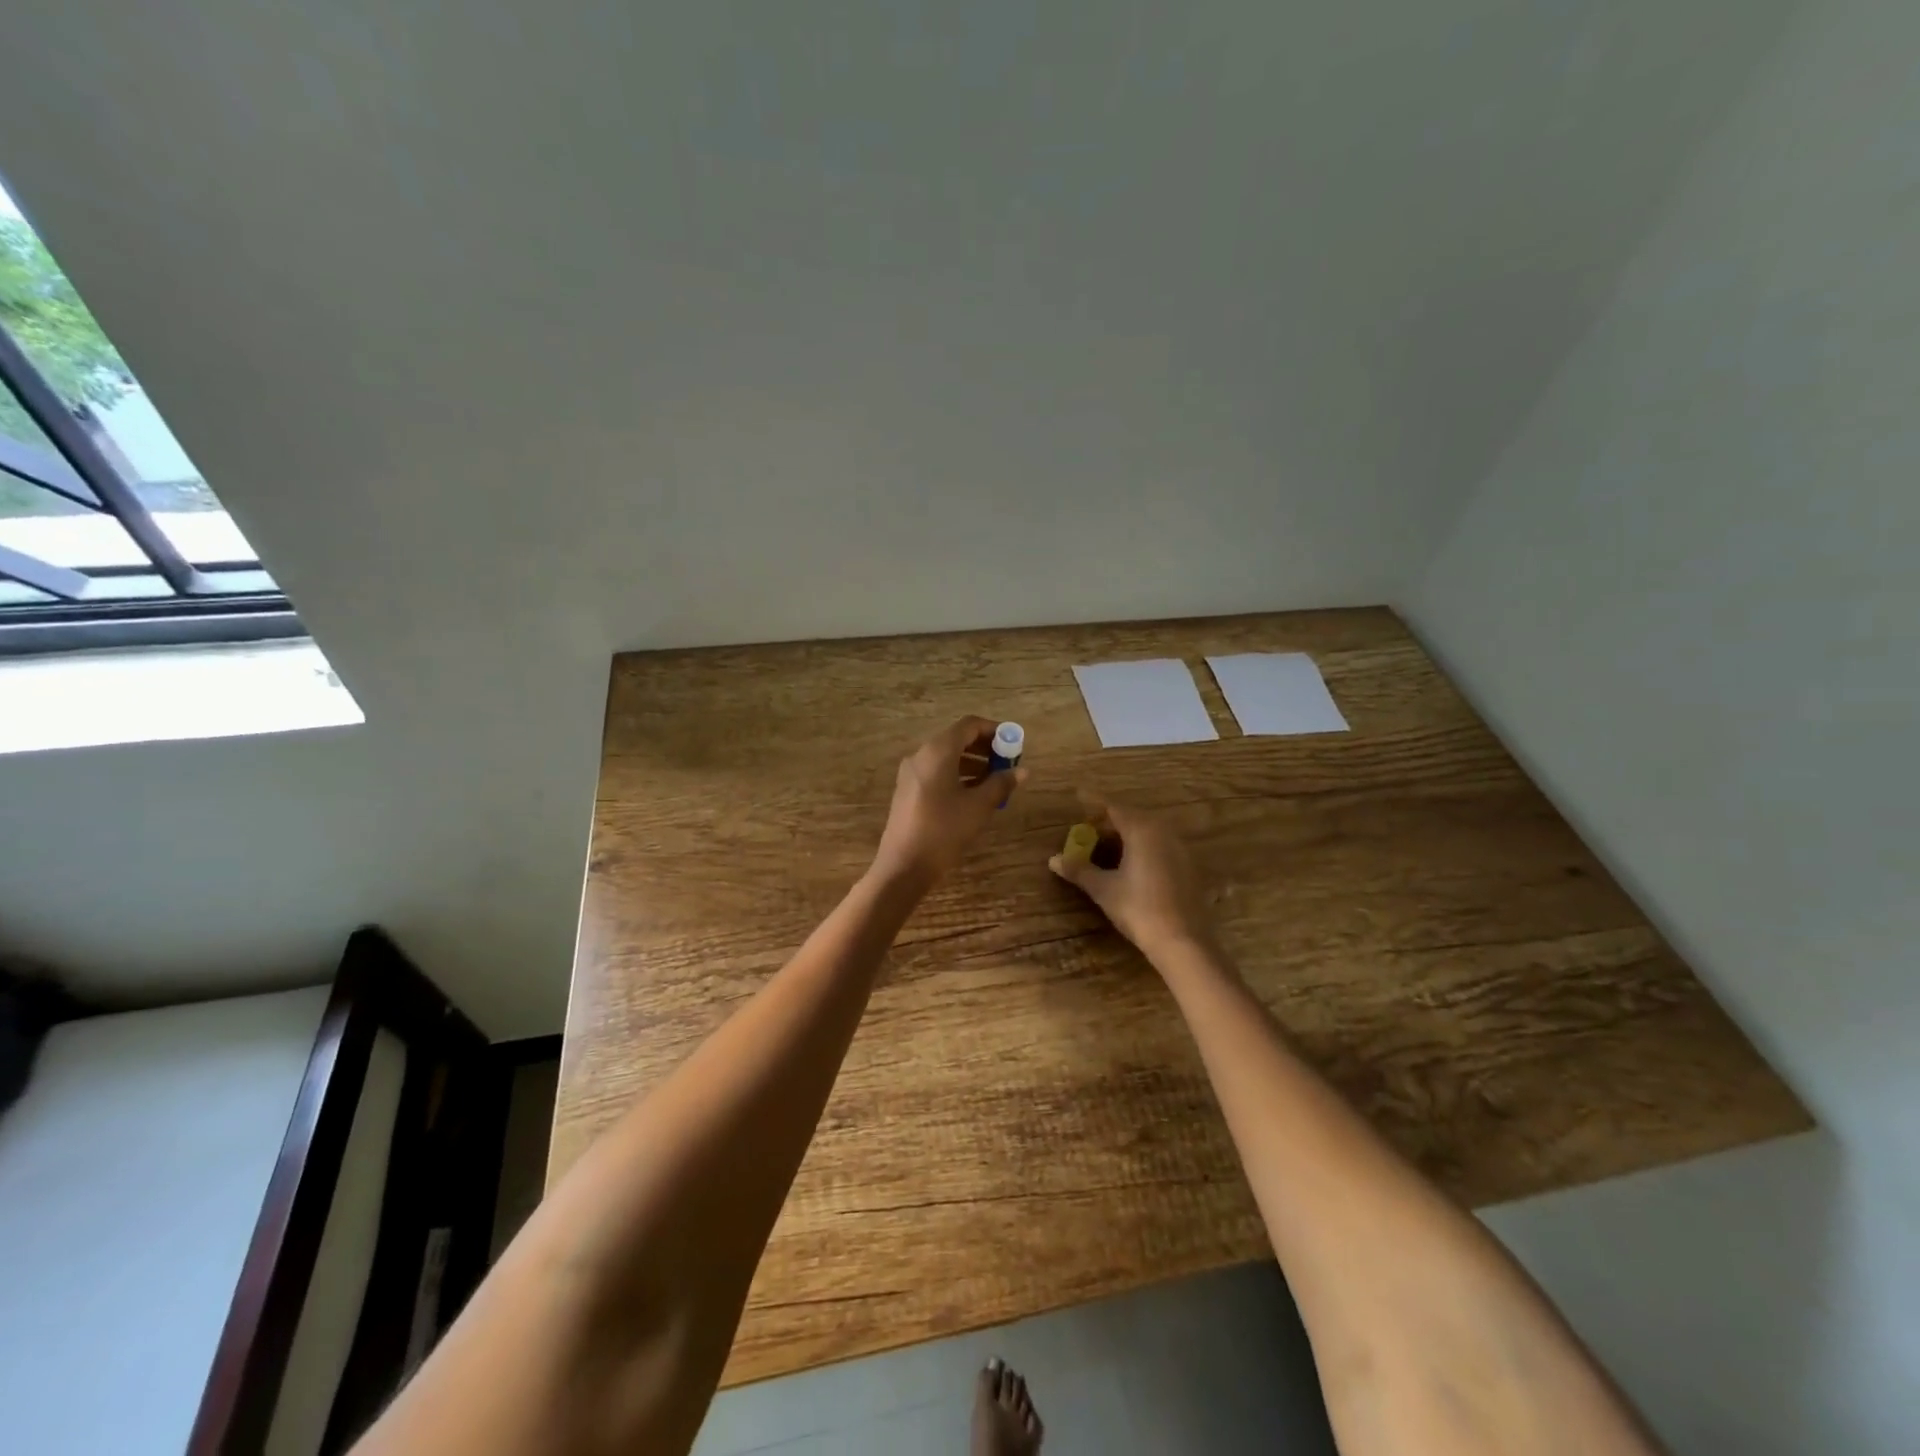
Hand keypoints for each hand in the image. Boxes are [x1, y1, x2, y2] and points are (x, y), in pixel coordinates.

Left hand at [870, 717, 1026, 892]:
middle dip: (985, 748)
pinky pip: (936, 772)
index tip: (1013, 744)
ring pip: (946, 757)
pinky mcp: (908, 790)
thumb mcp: (978, 807)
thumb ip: (1001, 784)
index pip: (969, 725)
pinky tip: (973, 794)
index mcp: (938, 751)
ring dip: (972, 763)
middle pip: (957, 739)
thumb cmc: (944, 831)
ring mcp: (911, 773)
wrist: (904, 866)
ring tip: (995, 781)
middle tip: (1007, 764)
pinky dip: (957, 775)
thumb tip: (1022, 771)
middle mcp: (921, 755)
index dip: (994, 730)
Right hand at [1049, 798, 1218, 960]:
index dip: (1094, 803)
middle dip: (1110, 821)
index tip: (1078, 796)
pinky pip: (1161, 847)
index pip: (1113, 807)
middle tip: (1089, 830)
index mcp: (1142, 830)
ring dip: (1128, 835)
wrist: (1183, 941)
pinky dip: (1144, 849)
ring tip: (1108, 849)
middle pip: (1132, 817)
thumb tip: (1053, 859)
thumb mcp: (1103, 889)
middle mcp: (1164, 831)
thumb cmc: (1138, 908)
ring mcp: (1181, 849)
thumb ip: (1079, 870)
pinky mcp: (1190, 867)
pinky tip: (1133, 866)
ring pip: (1149, 832)